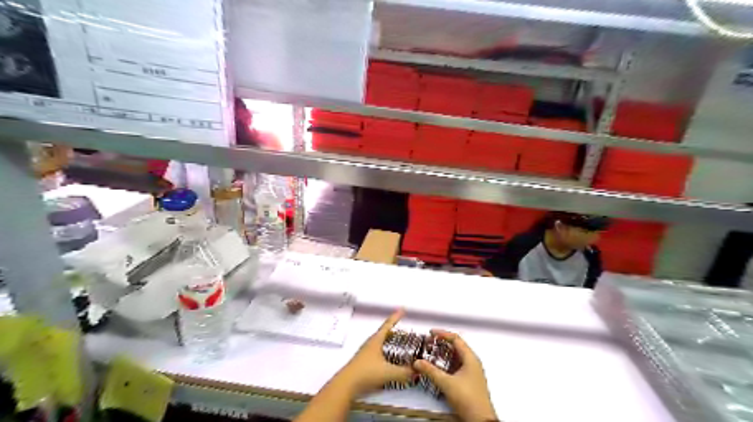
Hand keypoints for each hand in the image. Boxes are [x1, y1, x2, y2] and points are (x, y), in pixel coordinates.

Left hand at [334, 310, 414, 395]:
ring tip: (399, 343)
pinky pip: (378, 352)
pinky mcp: (364, 362)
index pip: (388, 325)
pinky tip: (390, 360)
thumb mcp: (388, 372)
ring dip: (389, 341)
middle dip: (394, 330)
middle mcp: (370, 343)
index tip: (403, 309)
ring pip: (380, 343)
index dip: (396, 317)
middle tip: (404, 329)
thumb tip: (417, 370)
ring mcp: (366, 353)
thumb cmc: (366, 373)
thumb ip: (404, 372)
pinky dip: (386, 352)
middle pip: (384, 333)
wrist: (346, 386)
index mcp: (376, 340)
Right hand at [412, 330, 495, 420]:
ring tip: (431, 354)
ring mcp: (471, 372)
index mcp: (470, 358)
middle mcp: (472, 363)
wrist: (480, 420)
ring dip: (443, 354)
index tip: (431, 333)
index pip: (456, 339)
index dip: (442, 334)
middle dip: (441, 344)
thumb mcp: (446, 383)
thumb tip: (418, 362)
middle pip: (456, 346)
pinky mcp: (469, 381)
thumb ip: (431, 371)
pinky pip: (456, 366)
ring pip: (456, 357)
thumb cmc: (469, 399)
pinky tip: (438, 368)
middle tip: (429, 343)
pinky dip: (446, 364)